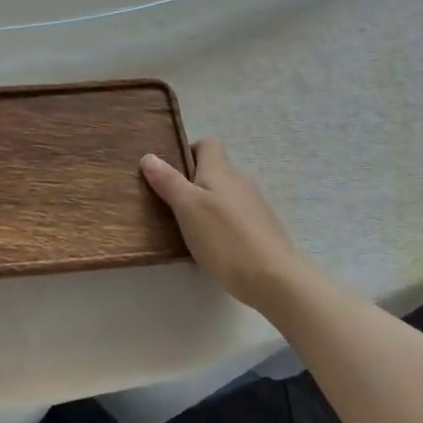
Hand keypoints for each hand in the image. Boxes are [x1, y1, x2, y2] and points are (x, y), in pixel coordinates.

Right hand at [141, 139, 303, 309]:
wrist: (274, 278)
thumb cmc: (224, 237)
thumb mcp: (187, 207)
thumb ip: (168, 181)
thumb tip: (149, 156)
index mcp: (221, 170)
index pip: (207, 144)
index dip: (188, 152)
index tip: (170, 172)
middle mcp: (240, 181)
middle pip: (214, 171)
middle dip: (193, 183)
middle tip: (172, 205)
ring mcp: (255, 205)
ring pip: (224, 196)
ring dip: (207, 207)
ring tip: (188, 231)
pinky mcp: (262, 229)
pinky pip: (235, 218)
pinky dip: (221, 227)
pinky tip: (213, 249)